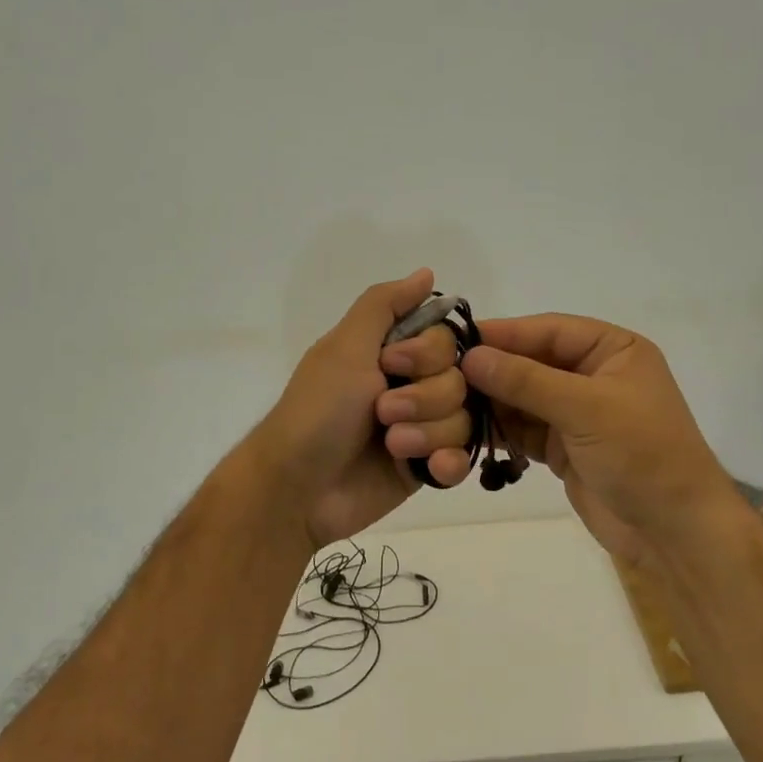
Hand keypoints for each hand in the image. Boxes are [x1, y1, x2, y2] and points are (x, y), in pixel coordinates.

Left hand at [246, 269, 472, 547]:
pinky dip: (448, 463)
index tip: (391, 364)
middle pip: (460, 381)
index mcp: (393, 354)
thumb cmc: (318, 411)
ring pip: (464, 419)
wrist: (299, 488)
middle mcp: (412, 387)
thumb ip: (384, 305)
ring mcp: (422, 429)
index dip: (427, 354)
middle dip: (423, 399)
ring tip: (391, 446)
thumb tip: (426, 273)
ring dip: (427, 433)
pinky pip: (463, 458)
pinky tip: (429, 469)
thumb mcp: (345, 347)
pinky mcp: (426, 468)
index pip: (446, 341)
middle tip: (382, 413)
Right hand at [461, 315, 734, 568]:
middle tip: (442, 375)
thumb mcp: (585, 408)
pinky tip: (468, 431)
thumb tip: (471, 356)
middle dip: (493, 371)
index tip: (456, 340)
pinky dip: (500, 431)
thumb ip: (526, 380)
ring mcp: (578, 413)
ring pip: (524, 398)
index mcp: (614, 350)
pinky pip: (524, 430)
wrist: (673, 531)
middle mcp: (594, 375)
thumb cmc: (641, 454)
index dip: (504, 334)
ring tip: (448, 404)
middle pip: (532, 362)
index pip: (550, 330)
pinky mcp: (564, 448)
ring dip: (491, 402)